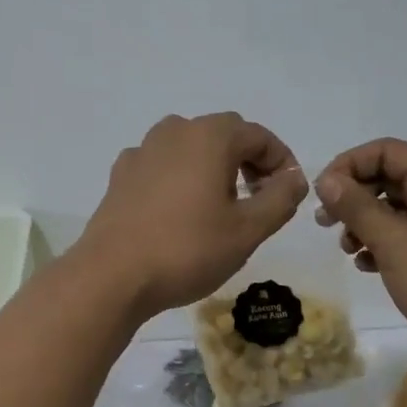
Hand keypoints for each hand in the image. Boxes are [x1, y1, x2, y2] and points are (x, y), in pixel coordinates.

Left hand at [81, 113, 308, 317]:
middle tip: (260, 200)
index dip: (281, 162)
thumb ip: (280, 199)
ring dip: (213, 167)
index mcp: (209, 137)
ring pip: (190, 148)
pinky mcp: (121, 174)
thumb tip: (295, 178)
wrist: (112, 275)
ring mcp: (143, 151)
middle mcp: (174, 131)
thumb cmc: (188, 250)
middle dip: (248, 161)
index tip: (289, 194)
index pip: (259, 136)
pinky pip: (162, 165)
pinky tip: (180, 212)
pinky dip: (180, 178)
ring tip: (221, 206)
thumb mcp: (247, 230)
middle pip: (224, 135)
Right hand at [314, 138, 406, 372]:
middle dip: (354, 197)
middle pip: (390, 177)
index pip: (385, 151)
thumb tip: (327, 180)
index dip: (348, 165)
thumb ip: (356, 207)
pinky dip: (385, 244)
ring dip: (366, 224)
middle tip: (325, 224)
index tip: (322, 194)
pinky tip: (368, 266)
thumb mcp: (393, 242)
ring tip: (348, 250)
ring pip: (397, 209)